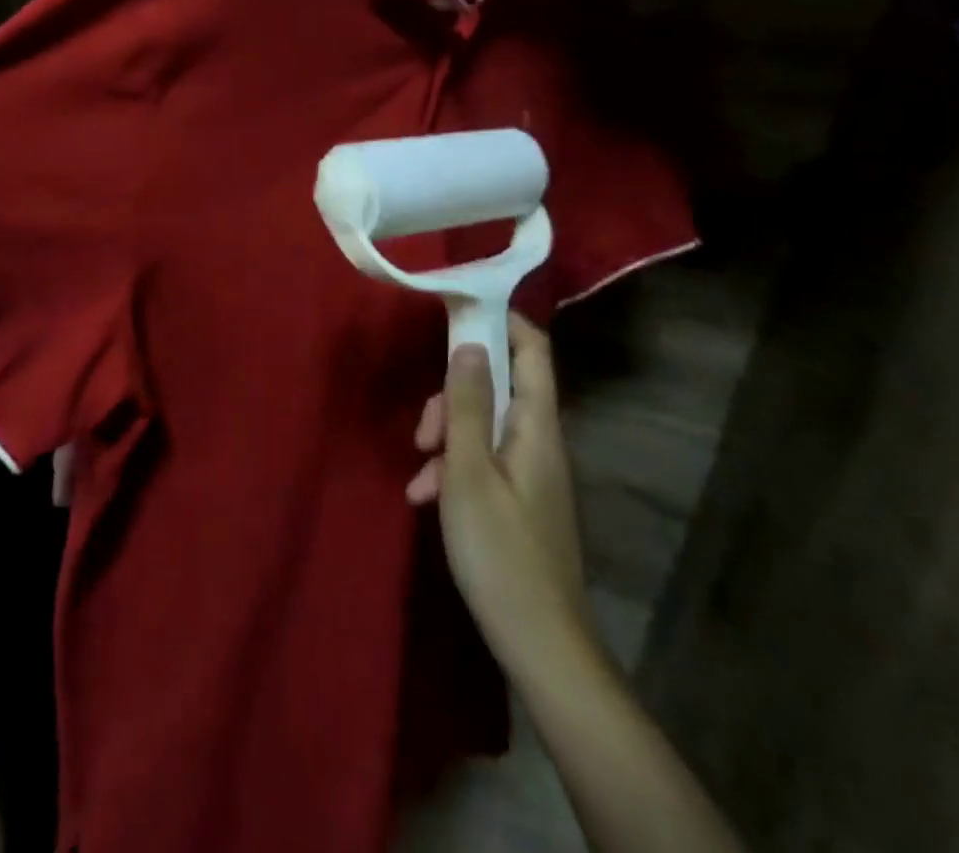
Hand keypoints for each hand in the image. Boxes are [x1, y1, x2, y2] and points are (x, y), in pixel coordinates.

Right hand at [407, 314, 596, 674]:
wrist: (540, 643)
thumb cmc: (500, 551)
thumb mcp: (469, 471)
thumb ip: (467, 405)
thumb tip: (470, 344)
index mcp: (537, 426)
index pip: (533, 349)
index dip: (501, 322)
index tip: (456, 315)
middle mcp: (540, 440)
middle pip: (498, 387)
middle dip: (453, 396)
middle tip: (423, 430)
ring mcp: (531, 472)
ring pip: (484, 425)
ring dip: (447, 437)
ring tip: (418, 472)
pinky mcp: (520, 500)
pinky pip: (483, 462)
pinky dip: (454, 468)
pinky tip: (425, 496)